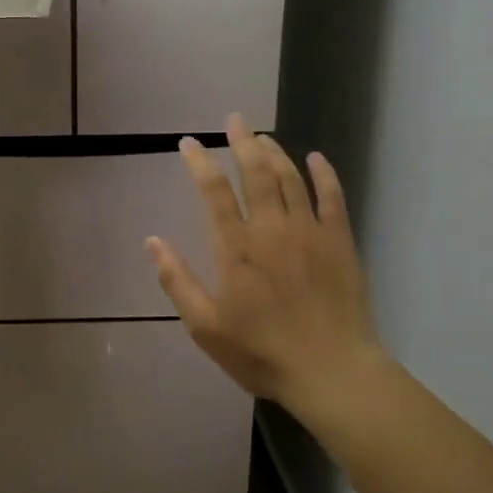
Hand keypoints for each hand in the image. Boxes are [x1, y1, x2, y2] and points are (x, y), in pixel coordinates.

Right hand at [146, 117, 384, 423]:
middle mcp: (271, 229)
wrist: (331, 372)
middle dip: (242, 142)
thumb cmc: (261, 352)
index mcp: (236, 248)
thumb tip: (152, 241)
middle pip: (255, 173)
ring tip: (263, 137)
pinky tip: (317, 158)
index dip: (199, 162)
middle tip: (234, 120)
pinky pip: (332, 198)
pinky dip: (324, 175)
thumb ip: (177, 280)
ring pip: (290, 179)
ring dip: (275, 153)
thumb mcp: (205, 327)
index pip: (213, 191)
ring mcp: (309, 232)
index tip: (188, 142)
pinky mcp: (340, 242)